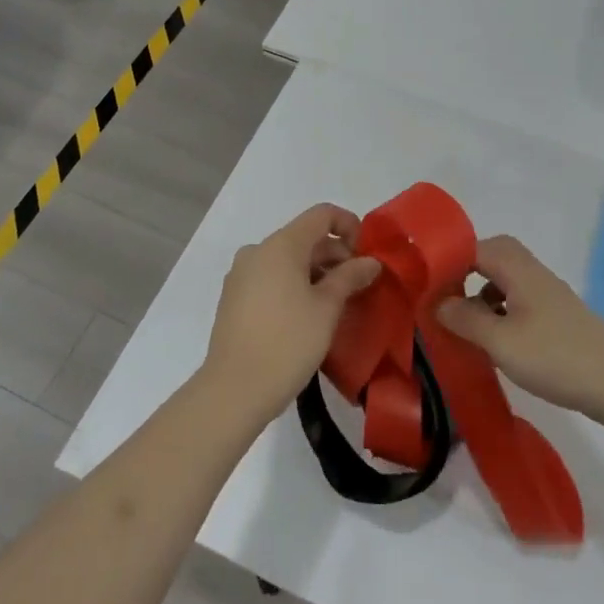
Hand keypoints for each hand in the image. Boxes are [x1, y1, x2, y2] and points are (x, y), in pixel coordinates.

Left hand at [199, 204, 381, 422]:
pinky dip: (294, 285)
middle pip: (304, 237)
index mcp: (281, 245)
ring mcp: (241, 274)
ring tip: (337, 304)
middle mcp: (257, 251)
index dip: (349, 225)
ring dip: (316, 272)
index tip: (365, 256)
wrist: (235, 389)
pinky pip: (271, 278)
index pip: (321, 215)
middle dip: (335, 255)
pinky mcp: (234, 298)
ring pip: (287, 260)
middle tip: (359, 286)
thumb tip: (370, 261)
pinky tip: (308, 315)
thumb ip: (350, 277)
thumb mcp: (327, 308)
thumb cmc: (288, 342)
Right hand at [434, 235, 603, 424]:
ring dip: (482, 294)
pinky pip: (518, 301)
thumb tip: (438, 302)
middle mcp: (533, 274)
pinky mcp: (557, 318)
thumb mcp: (500, 341)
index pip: (475, 246)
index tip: (425, 283)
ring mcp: (548, 296)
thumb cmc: (555, 356)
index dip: (448, 259)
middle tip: (444, 298)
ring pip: (506, 280)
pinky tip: (494, 339)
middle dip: (465, 272)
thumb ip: (465, 318)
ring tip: (464, 322)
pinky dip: (499, 311)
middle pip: (493, 257)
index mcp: (518, 270)